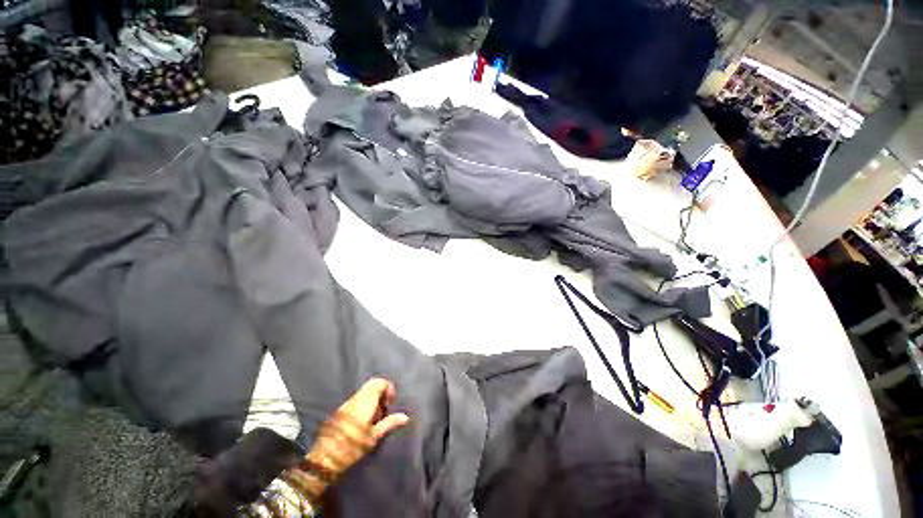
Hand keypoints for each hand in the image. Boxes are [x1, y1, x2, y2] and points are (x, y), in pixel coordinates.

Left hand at [283, 378, 408, 502]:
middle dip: (381, 392)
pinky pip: (357, 399)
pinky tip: (364, 421)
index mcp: (366, 401)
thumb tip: (405, 417)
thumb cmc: (352, 447)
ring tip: (375, 417)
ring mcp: (347, 403)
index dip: (389, 388)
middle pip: (372, 384)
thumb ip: (389, 423)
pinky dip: (364, 403)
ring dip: (373, 398)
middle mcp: (356, 398)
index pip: (380, 382)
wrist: (324, 458)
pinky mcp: (340, 410)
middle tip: (384, 408)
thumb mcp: (373, 437)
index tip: (390, 403)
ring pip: (364, 391)